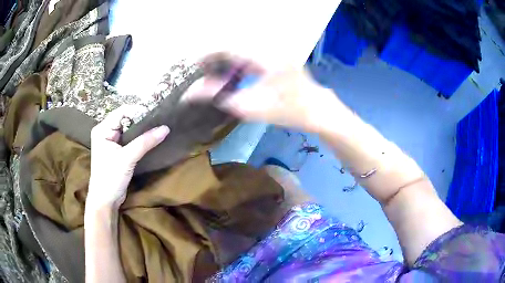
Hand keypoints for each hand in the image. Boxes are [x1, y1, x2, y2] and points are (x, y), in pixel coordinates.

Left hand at [87, 106, 169, 209]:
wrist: (106, 201)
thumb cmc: (110, 178)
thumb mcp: (127, 158)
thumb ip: (145, 142)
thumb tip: (165, 128)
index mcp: (102, 129)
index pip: (122, 112)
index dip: (138, 111)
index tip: (156, 114)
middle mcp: (106, 132)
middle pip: (126, 119)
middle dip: (141, 120)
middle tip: (159, 120)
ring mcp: (111, 142)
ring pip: (129, 129)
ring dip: (142, 130)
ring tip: (157, 127)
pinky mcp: (117, 151)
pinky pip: (130, 139)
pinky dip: (140, 138)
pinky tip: (150, 138)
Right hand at [185, 53, 346, 130]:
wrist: (316, 108)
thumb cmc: (289, 111)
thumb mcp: (253, 108)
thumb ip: (220, 97)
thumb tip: (192, 92)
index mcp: (265, 56)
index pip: (227, 46)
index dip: (207, 54)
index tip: (194, 66)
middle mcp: (269, 46)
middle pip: (232, 44)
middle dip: (215, 58)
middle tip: (205, 75)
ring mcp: (274, 48)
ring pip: (240, 47)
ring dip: (226, 60)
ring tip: (218, 77)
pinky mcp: (275, 52)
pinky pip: (250, 52)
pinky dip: (238, 62)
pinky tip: (235, 75)